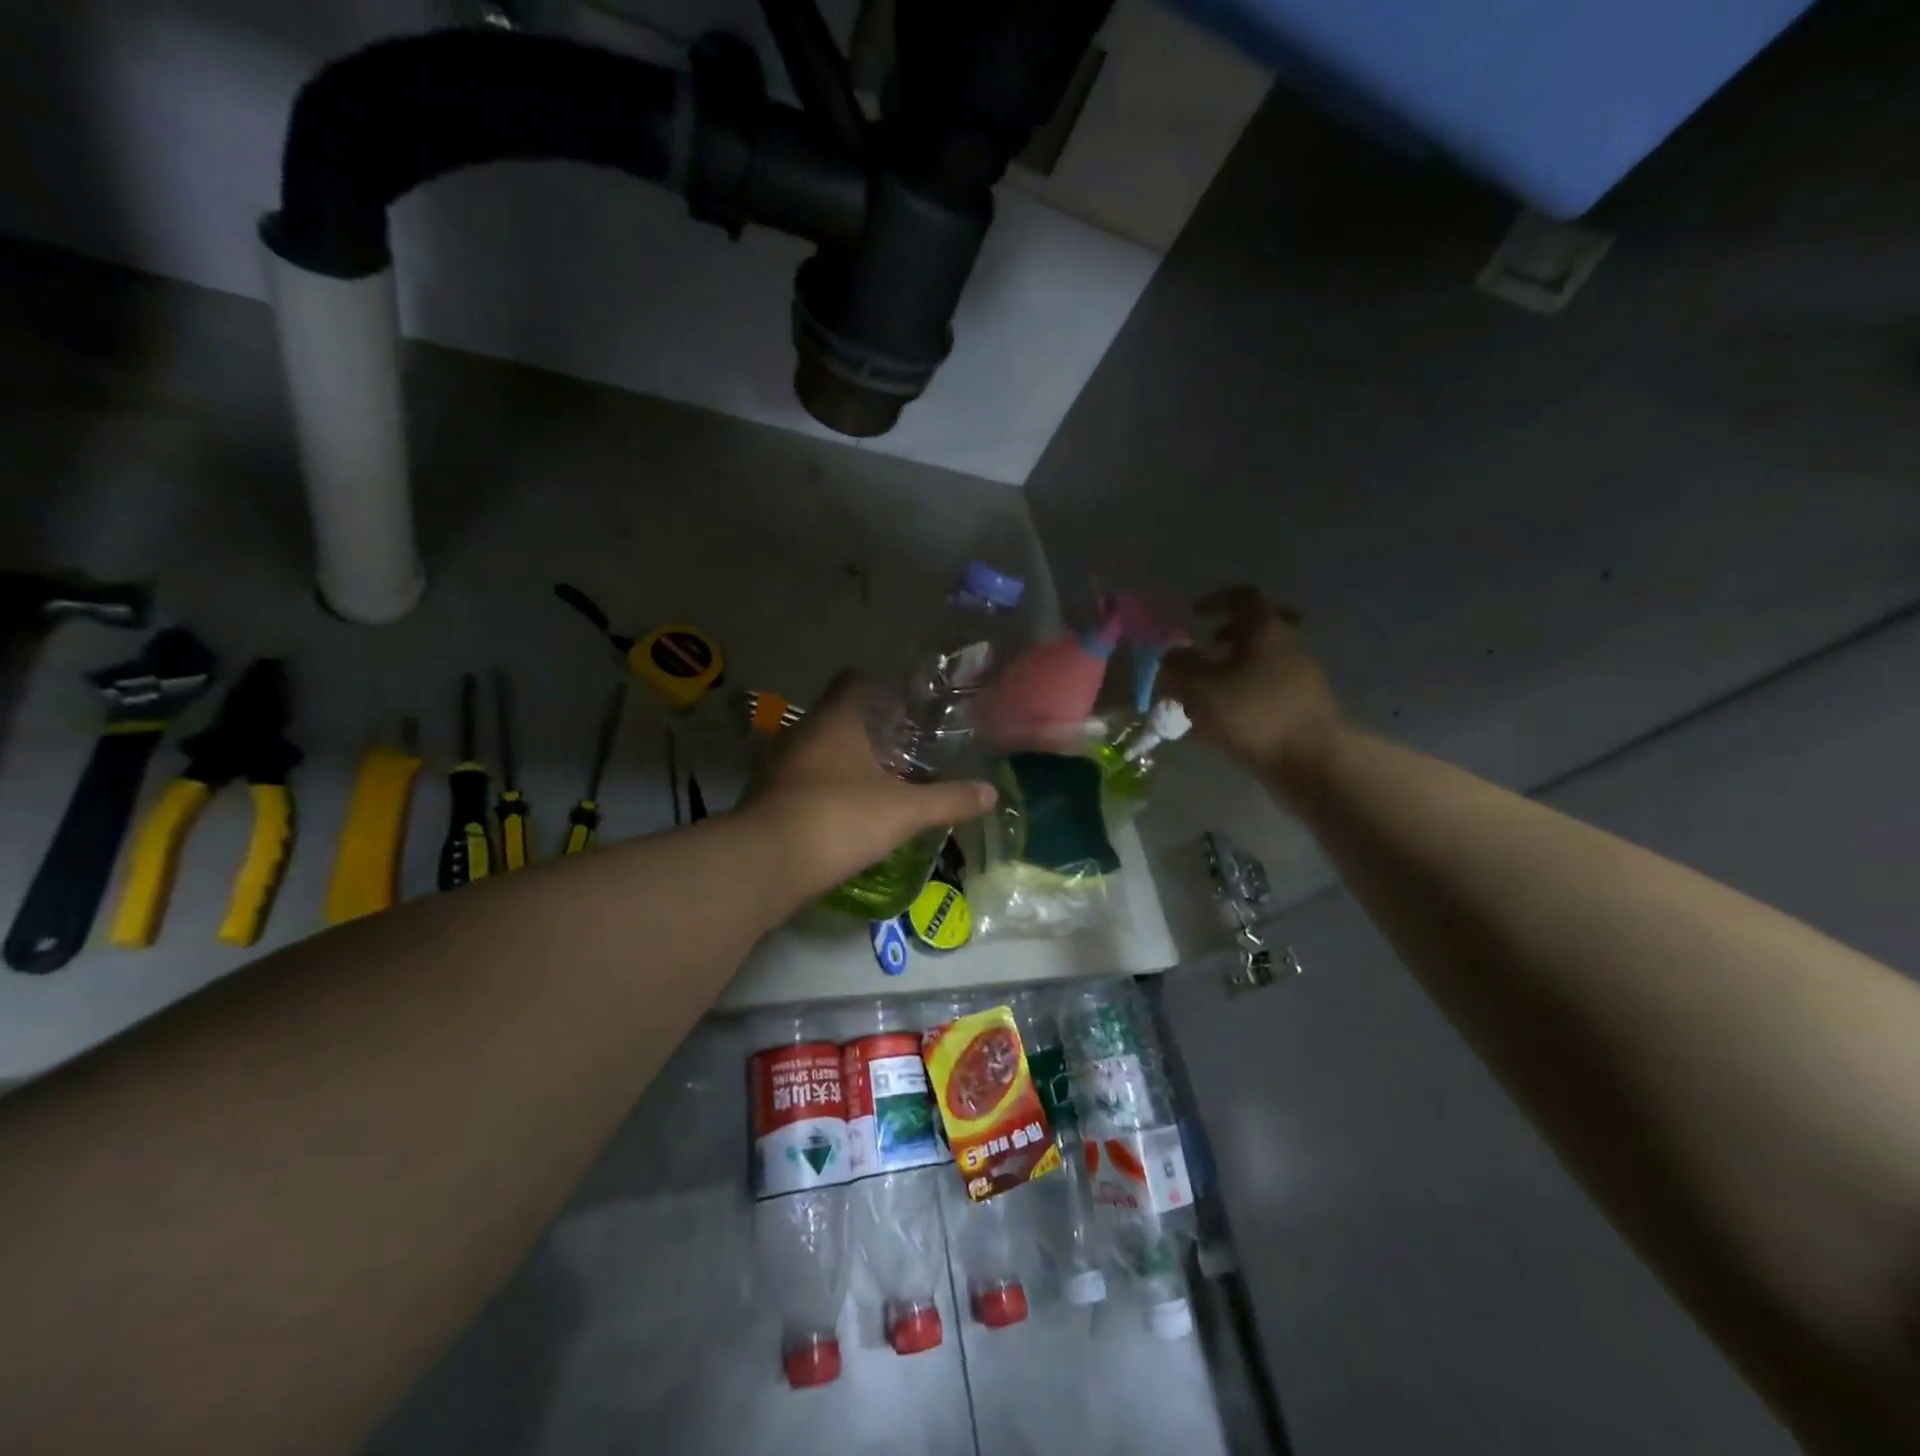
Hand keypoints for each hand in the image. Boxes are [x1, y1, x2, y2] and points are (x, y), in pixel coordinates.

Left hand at [739, 674, 995, 901]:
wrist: (766, 863)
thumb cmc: (839, 818)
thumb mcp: (904, 811)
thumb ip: (948, 799)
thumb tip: (991, 793)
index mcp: (834, 719)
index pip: (855, 681)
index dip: (883, 689)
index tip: (910, 709)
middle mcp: (802, 732)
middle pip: (839, 718)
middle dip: (871, 731)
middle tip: (906, 749)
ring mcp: (779, 765)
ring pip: (820, 751)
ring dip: (847, 762)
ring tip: (882, 782)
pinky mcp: (768, 797)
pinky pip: (804, 781)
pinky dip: (827, 789)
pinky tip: (850, 812)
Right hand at [1159, 587, 1343, 779]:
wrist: (1311, 760)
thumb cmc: (1253, 714)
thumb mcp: (1202, 688)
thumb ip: (1180, 666)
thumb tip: (1172, 654)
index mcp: (1265, 629)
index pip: (1242, 597)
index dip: (1216, 601)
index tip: (1194, 614)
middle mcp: (1287, 644)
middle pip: (1256, 628)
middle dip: (1227, 636)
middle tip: (1206, 648)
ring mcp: (1300, 676)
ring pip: (1261, 660)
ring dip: (1232, 669)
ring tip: (1204, 694)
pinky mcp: (1303, 705)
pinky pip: (1267, 689)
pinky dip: (1244, 695)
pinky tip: (1222, 721)